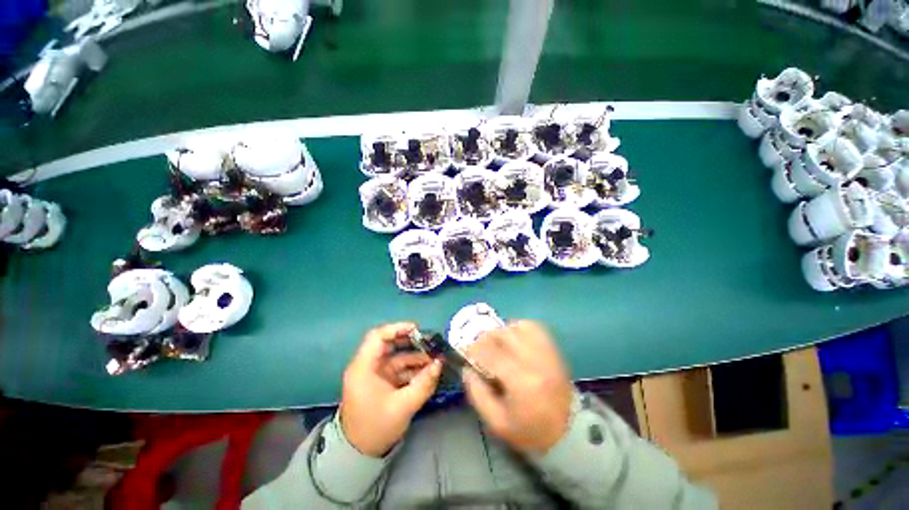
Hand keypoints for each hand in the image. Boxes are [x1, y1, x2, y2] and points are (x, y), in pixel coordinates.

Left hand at [340, 322, 441, 457]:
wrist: (359, 454)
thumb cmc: (376, 428)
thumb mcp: (403, 406)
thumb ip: (424, 383)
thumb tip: (440, 363)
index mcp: (364, 368)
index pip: (377, 337)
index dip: (397, 329)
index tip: (417, 329)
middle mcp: (367, 366)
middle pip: (389, 343)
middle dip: (410, 341)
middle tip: (430, 342)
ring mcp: (375, 373)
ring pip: (396, 356)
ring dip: (415, 356)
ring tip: (434, 358)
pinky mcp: (381, 381)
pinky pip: (398, 368)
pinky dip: (412, 368)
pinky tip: (428, 370)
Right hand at [463, 321, 572, 454]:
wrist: (567, 431)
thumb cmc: (529, 430)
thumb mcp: (497, 422)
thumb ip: (477, 393)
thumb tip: (466, 368)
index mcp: (521, 382)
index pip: (491, 354)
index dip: (474, 350)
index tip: (466, 352)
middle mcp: (534, 361)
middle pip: (504, 335)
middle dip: (486, 338)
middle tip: (480, 348)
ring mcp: (546, 352)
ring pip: (518, 327)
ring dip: (502, 332)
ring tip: (497, 344)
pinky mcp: (553, 349)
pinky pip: (534, 327)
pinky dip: (520, 328)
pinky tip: (514, 338)